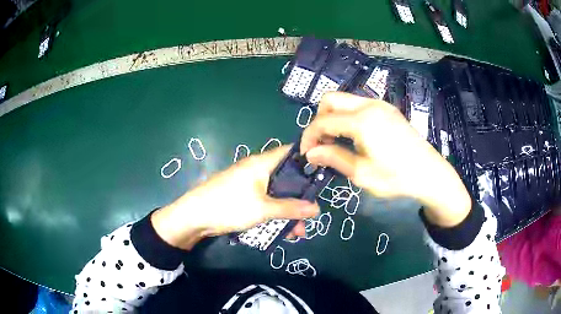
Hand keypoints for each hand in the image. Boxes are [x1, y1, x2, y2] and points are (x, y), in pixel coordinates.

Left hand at [151, 146, 318, 249]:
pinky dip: (275, 213)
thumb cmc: (229, 205)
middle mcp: (257, 169)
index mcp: (262, 163)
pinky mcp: (243, 196)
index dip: (308, 159)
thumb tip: (316, 209)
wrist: (194, 216)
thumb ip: (290, 209)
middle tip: (312, 212)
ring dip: (288, 210)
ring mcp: (249, 183)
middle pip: (286, 177)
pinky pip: (265, 202)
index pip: (290, 152)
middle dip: (300, 196)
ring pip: (276, 193)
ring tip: (298, 231)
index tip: (323, 173)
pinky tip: (283, 231)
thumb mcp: (263, 209)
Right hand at [301, 92, 470, 226]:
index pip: (323, 121)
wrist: (429, 173)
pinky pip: (358, 105)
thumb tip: (310, 153)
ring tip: (336, 142)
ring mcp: (380, 104)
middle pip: (330, 99)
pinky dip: (347, 116)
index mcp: (362, 121)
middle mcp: (369, 105)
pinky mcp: (387, 109)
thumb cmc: (397, 178)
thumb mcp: (362, 174)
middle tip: (321, 143)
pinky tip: (353, 136)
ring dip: (333, 117)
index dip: (309, 136)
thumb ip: (334, 159)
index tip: (306, 153)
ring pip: (344, 100)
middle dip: (319, 119)